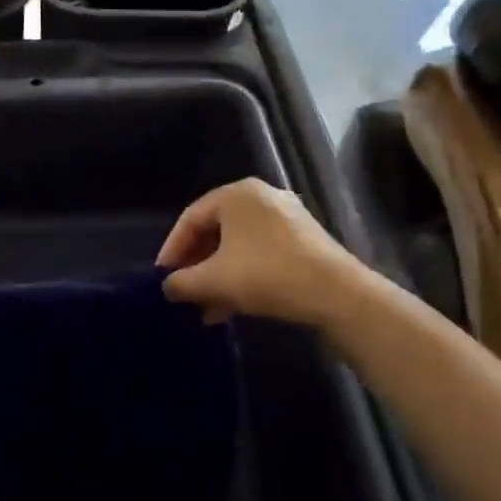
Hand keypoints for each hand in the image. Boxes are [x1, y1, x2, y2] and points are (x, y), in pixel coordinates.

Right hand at [157, 178, 358, 325]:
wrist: (338, 295)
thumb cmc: (267, 275)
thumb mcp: (215, 280)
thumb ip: (183, 281)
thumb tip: (167, 287)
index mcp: (236, 194)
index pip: (191, 218)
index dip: (172, 249)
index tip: (162, 277)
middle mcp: (260, 197)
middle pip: (215, 231)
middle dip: (196, 265)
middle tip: (183, 291)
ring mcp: (285, 217)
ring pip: (238, 246)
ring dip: (218, 276)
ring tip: (204, 307)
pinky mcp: (303, 240)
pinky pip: (260, 253)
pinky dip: (242, 275)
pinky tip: (231, 306)